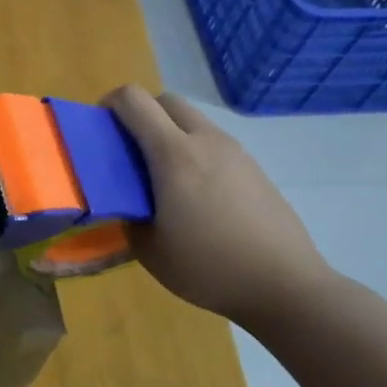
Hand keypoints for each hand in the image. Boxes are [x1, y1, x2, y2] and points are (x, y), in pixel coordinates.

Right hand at [103, 85, 332, 325]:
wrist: (286, 286)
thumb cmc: (210, 267)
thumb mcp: (149, 250)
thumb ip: (126, 214)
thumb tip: (122, 200)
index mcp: (173, 154)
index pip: (134, 100)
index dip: (109, 104)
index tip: (99, 130)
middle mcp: (205, 140)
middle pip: (165, 100)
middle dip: (141, 114)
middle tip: (129, 150)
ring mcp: (235, 151)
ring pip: (193, 120)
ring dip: (169, 132)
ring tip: (162, 177)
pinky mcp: (254, 168)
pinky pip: (213, 142)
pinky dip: (194, 151)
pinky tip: (196, 195)